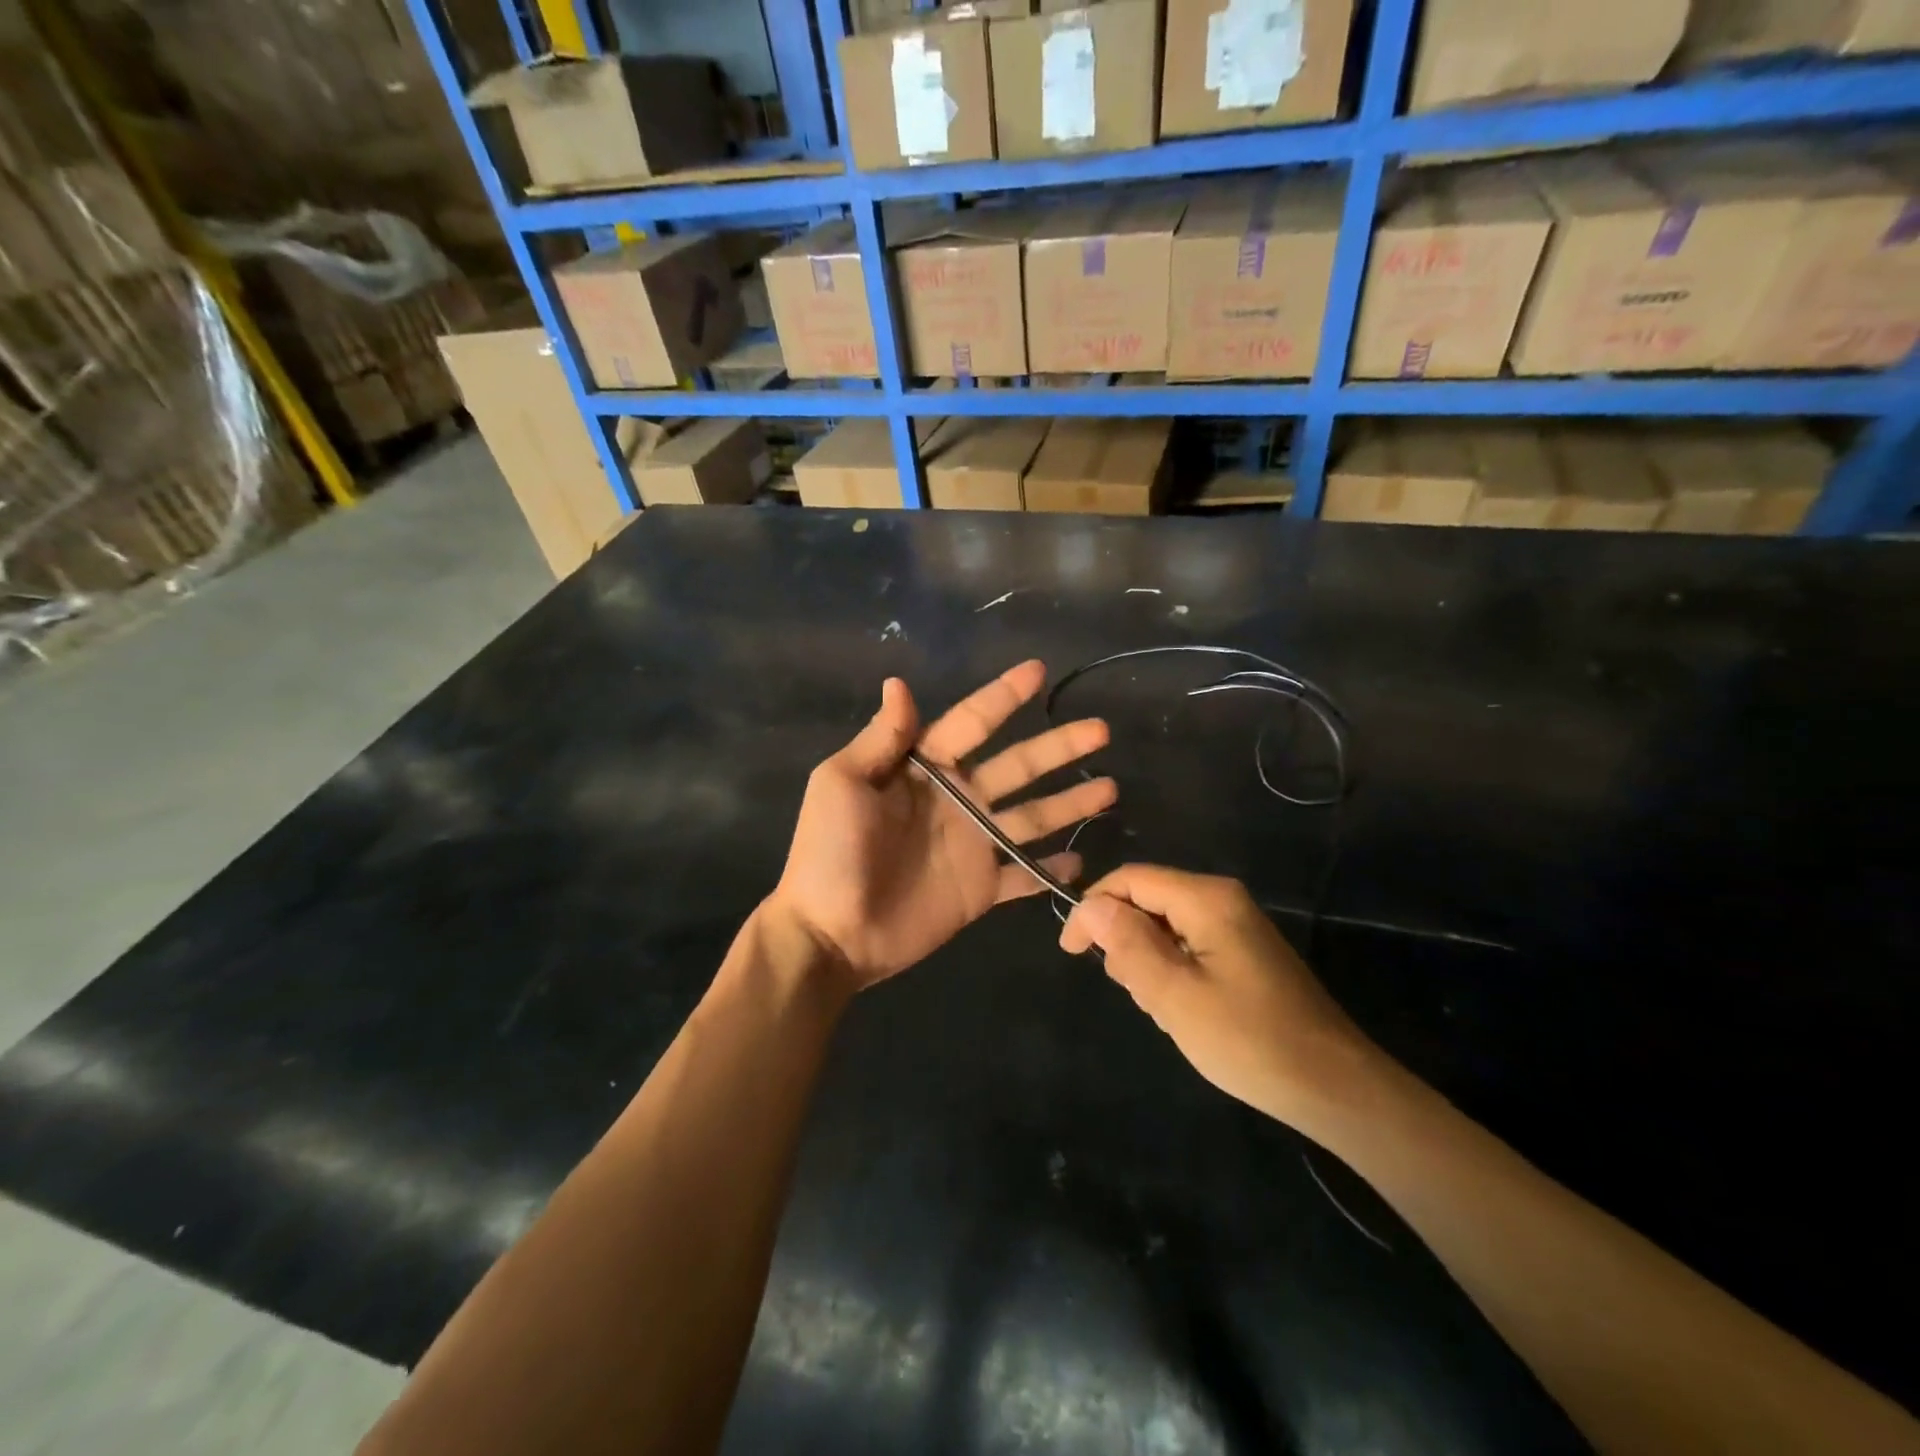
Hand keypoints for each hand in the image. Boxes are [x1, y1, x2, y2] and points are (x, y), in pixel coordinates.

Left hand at [769, 660, 1115, 991]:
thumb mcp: (842, 783)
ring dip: (1069, 802)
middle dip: (1058, 746)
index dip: (1003, 697)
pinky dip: (1051, 870)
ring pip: (1032, 814)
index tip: (1037, 672)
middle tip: (1100, 730)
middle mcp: (956, 799)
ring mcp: (973, 845)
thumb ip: (881, 738)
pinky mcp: (982, 889)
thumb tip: (899, 683)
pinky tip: (1081, 859)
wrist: (831, 932)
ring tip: (1110, 788)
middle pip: (1018, 765)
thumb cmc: (830, 852)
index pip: (972, 723)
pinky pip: (1024, 875)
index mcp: (924, 769)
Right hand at [1058, 865, 1380, 1130]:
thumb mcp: (1175, 995)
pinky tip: (1184, 1011)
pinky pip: (1188, 945)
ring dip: (1149, 962)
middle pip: (1147, 900)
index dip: (1092, 909)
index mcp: (1206, 899)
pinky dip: (1172, 972)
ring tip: (1164, 1009)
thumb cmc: (1249, 1040)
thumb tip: (1091, 905)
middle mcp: (1221, 899)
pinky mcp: (1243, 951)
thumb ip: (1128, 944)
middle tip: (1135, 993)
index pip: (1129, 879)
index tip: (1071, 953)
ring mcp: (1236, 925)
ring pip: (1164, 926)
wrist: (1334, 1087)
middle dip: (1125, 941)